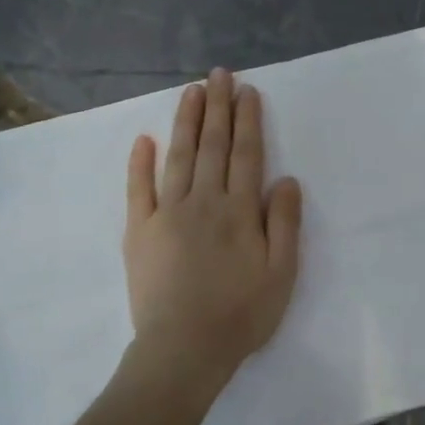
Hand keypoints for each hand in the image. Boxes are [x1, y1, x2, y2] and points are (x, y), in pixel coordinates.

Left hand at [123, 69, 301, 386]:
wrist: (184, 349)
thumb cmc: (241, 314)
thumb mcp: (282, 273)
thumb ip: (285, 223)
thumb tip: (286, 178)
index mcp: (239, 210)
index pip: (246, 154)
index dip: (248, 120)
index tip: (247, 91)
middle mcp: (203, 201)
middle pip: (212, 145)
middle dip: (217, 107)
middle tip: (218, 74)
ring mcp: (167, 213)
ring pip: (178, 157)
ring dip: (186, 122)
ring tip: (191, 91)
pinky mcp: (139, 231)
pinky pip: (138, 189)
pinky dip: (139, 162)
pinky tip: (143, 139)